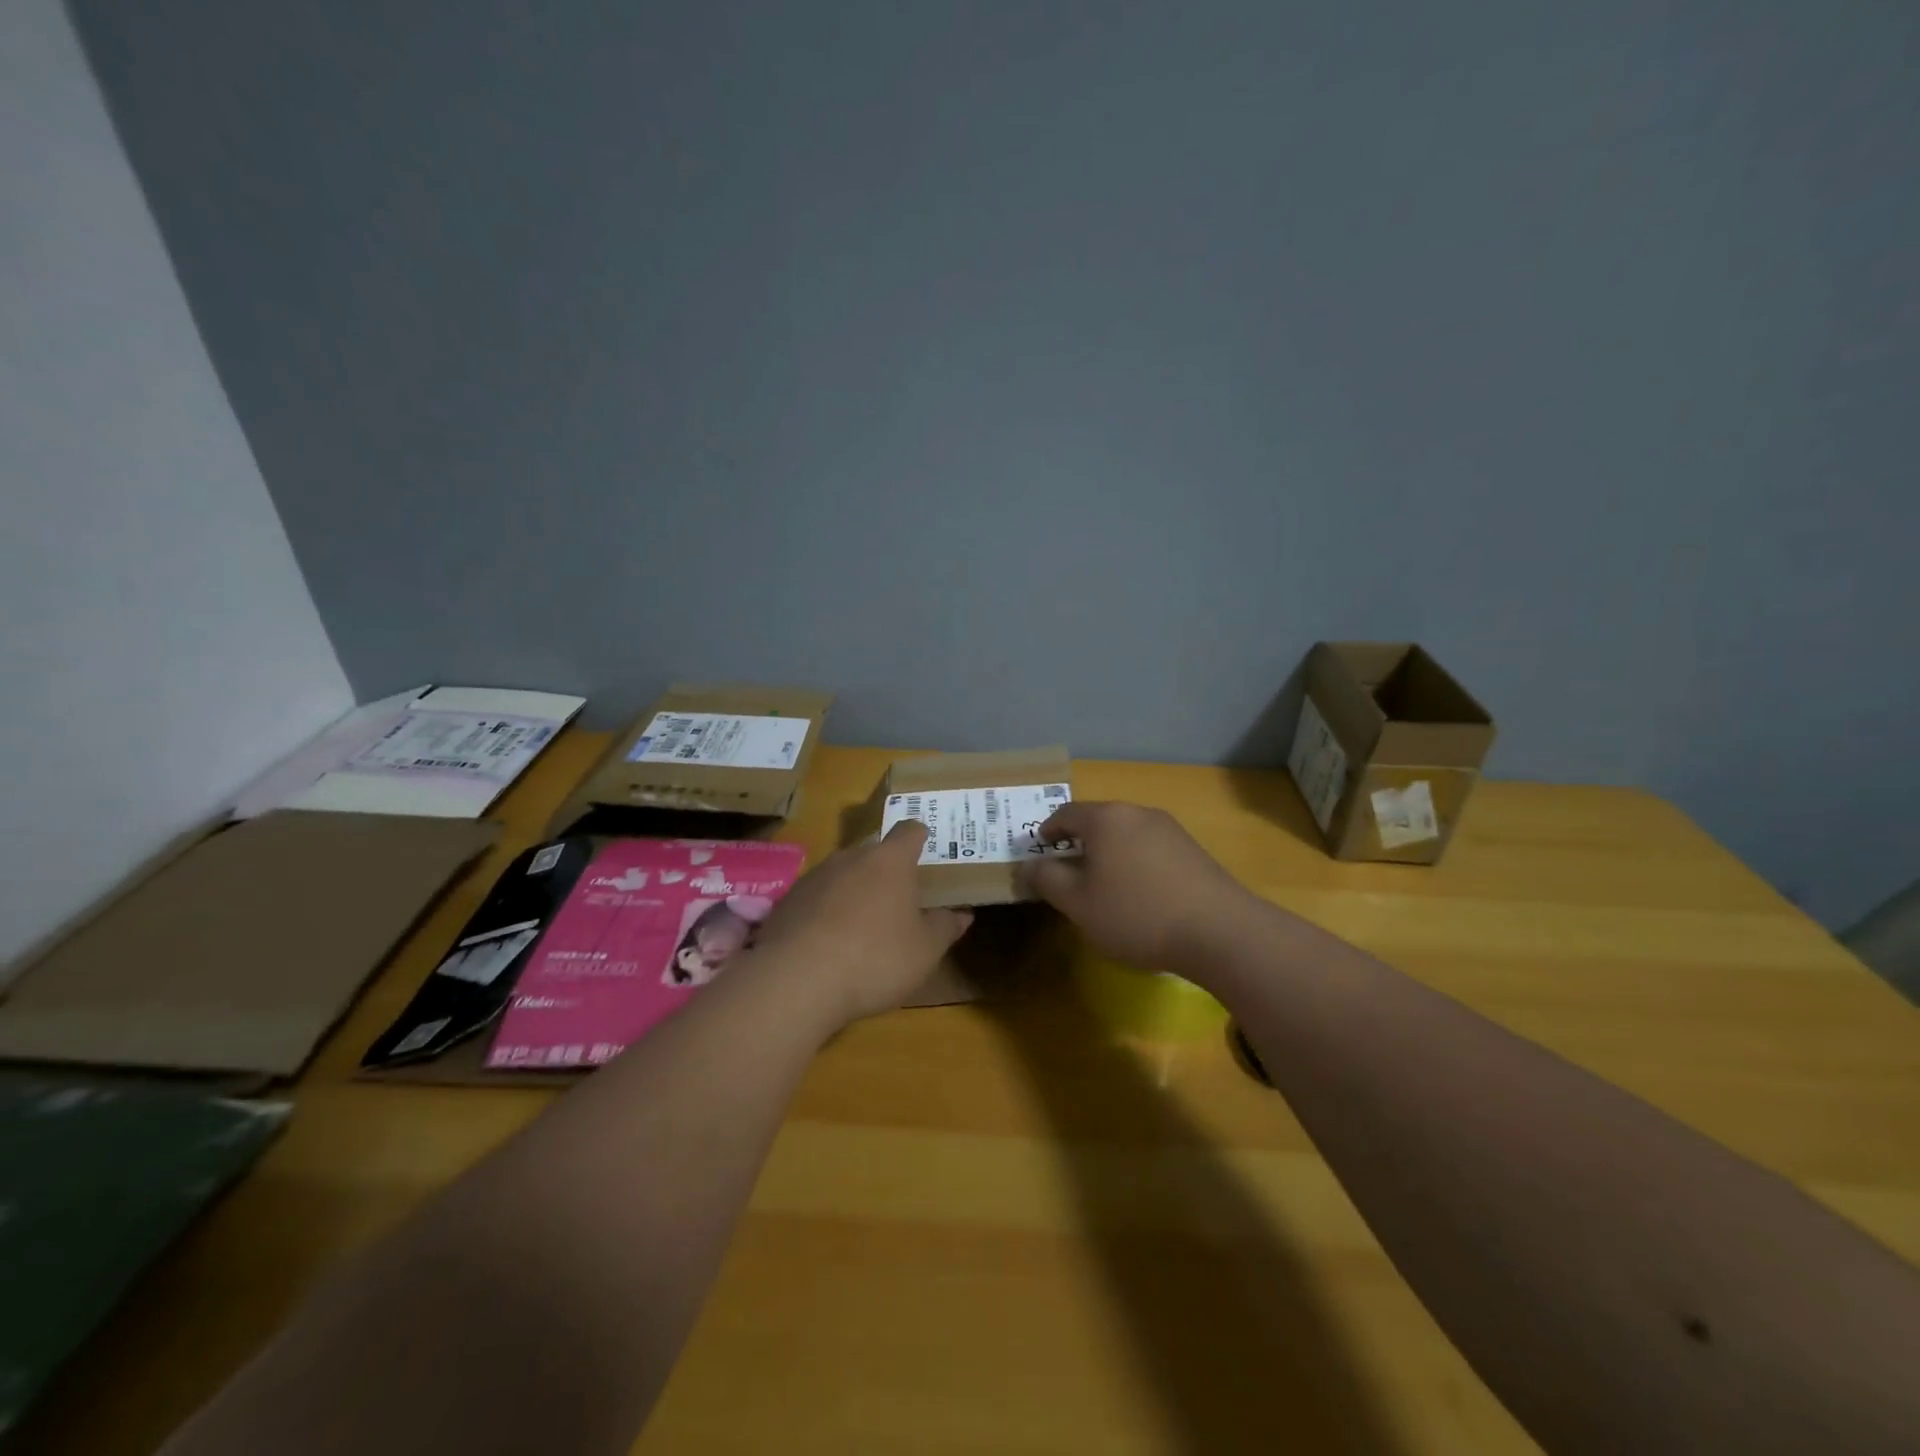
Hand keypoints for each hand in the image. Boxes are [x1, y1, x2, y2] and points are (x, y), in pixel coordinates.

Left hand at [751, 821, 970, 1026]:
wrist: (796, 981)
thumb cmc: (875, 958)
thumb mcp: (924, 951)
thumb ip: (945, 927)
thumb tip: (963, 914)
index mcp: (890, 861)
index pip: (909, 831)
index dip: (920, 837)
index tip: (928, 849)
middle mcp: (850, 857)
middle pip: (874, 854)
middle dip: (887, 872)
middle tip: (899, 900)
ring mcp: (814, 876)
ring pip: (843, 875)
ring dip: (855, 892)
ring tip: (863, 927)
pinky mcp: (787, 901)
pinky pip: (816, 898)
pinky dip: (826, 913)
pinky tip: (829, 944)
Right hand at [1018, 801, 1254, 970]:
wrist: (1219, 931)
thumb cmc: (1136, 914)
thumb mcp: (1078, 904)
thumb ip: (1048, 879)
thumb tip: (1030, 864)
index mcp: (1106, 818)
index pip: (1066, 814)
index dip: (1047, 832)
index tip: (1039, 851)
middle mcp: (1138, 813)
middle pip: (1098, 821)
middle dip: (1079, 843)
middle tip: (1068, 871)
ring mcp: (1170, 829)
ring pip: (1126, 834)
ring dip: (1109, 854)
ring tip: (1103, 886)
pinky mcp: (1192, 850)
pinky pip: (1150, 848)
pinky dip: (1135, 863)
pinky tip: (1140, 894)